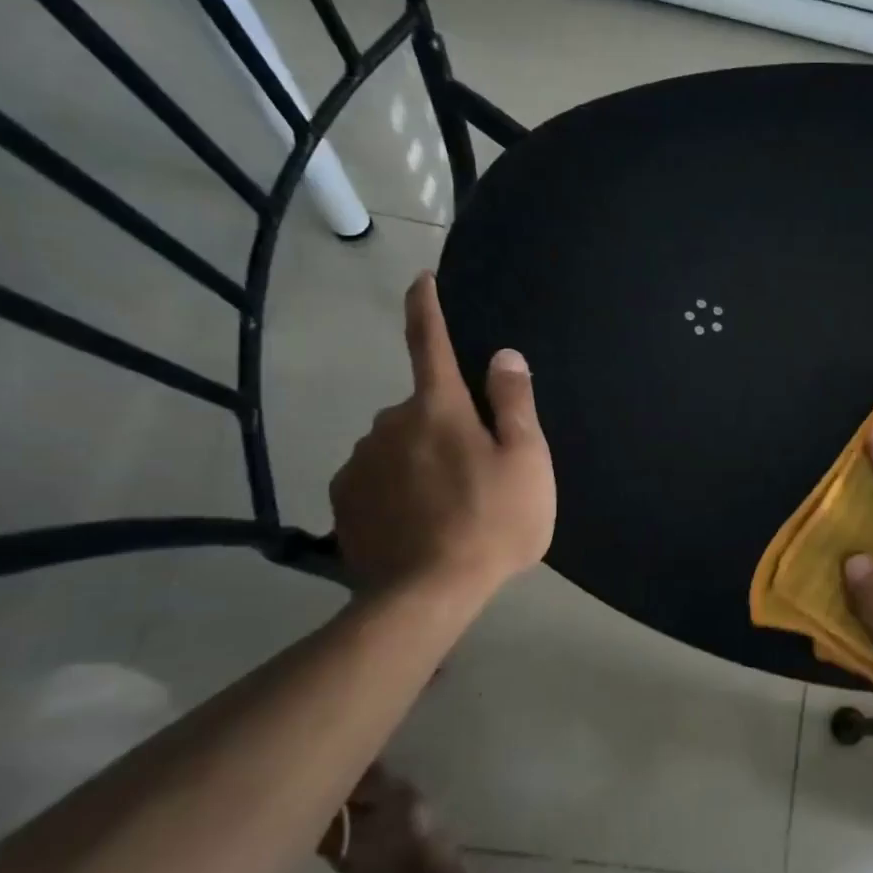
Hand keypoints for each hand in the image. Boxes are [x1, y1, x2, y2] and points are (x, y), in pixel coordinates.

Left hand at [330, 274, 554, 604]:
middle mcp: (390, 424)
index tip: (420, 279)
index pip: (430, 342)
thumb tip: (503, 355)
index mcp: (439, 408)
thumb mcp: (527, 461)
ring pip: (397, 444)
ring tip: (449, 504)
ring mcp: (361, 462)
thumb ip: (515, 403)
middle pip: (422, 406)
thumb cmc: (493, 521)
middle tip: (478, 468)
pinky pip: (376, 477)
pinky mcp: (345, 500)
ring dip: (420, 457)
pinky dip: (396, 487)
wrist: (428, 593)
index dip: (427, 308)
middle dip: (445, 422)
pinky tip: (417, 521)